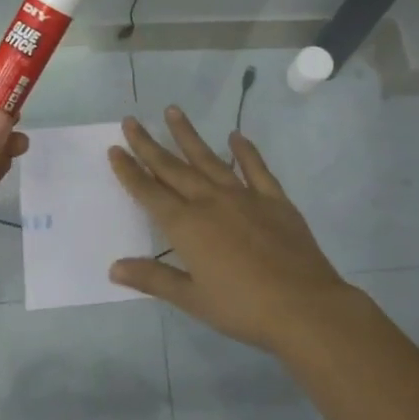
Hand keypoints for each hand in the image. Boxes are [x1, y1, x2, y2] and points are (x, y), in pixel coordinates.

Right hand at [107, 107, 363, 357]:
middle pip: (173, 168)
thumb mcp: (192, 299)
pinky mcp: (274, 200)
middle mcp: (210, 202)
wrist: (303, 306)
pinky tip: (236, 136)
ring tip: (173, 111)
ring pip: (209, 159)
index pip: (149, 192)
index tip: (115, 149)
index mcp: (186, 226)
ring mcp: (244, 197)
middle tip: (132, 120)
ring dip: (188, 136)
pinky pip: (255, 168)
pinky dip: (245, 151)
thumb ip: (153, 279)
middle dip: (149, 145)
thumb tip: (114, 268)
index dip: (130, 171)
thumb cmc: (242, 308)